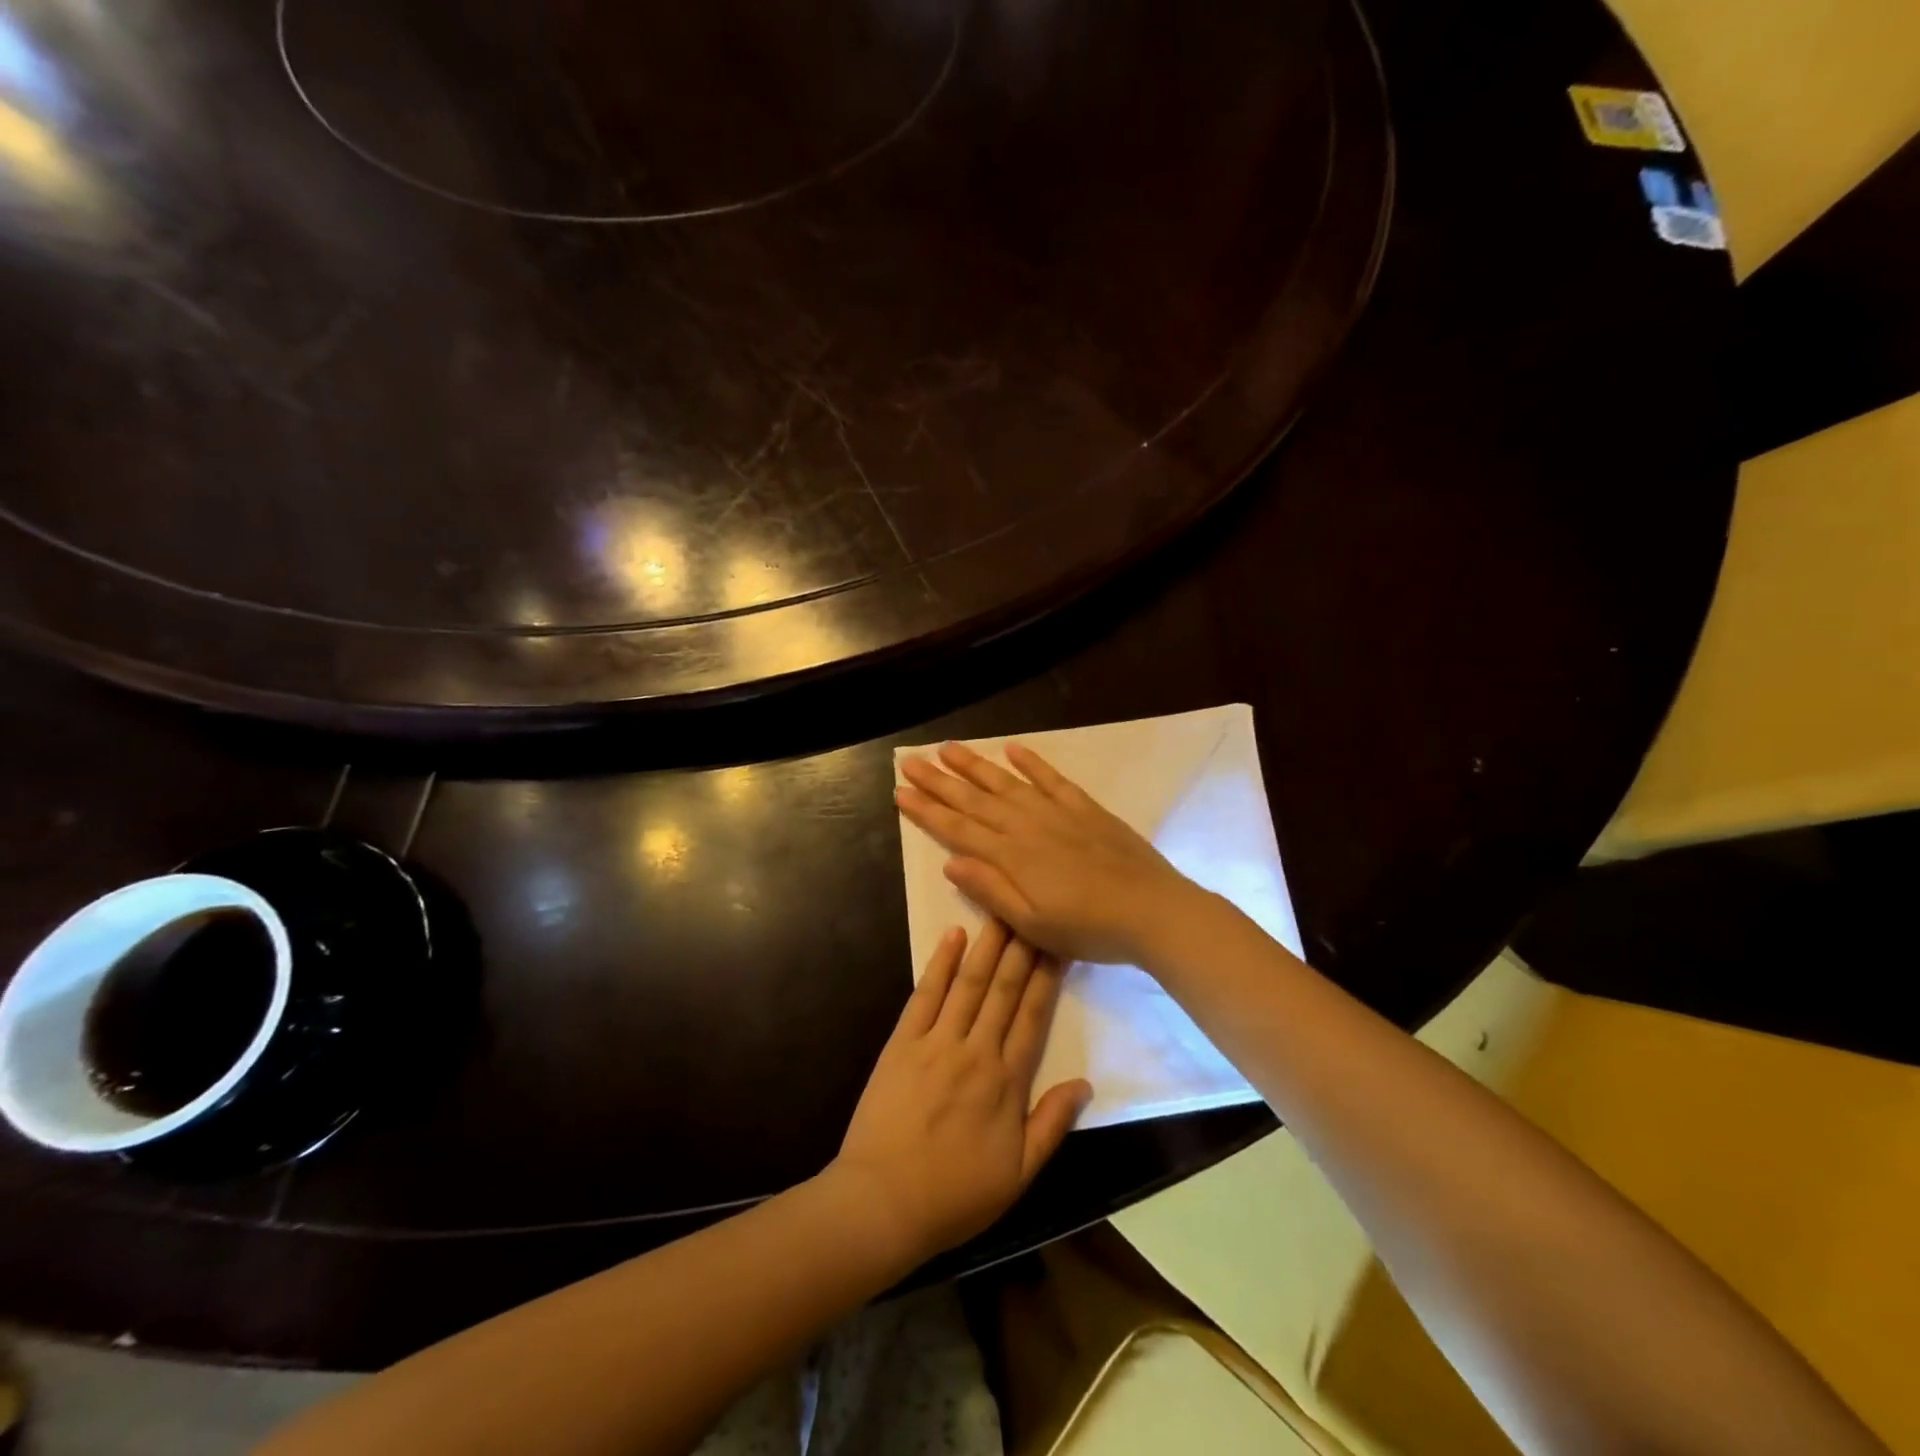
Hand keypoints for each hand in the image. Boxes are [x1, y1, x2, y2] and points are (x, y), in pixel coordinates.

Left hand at [830, 920, 1091, 1267]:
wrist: (883, 1203)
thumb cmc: (955, 1195)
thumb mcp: (1018, 1176)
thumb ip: (1052, 1125)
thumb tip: (1085, 1083)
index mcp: (1007, 1083)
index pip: (1033, 1017)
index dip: (1047, 977)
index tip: (1059, 942)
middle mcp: (976, 1052)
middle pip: (1003, 990)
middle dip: (1021, 947)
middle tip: (1034, 907)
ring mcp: (936, 1043)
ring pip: (968, 984)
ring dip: (987, 945)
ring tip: (1002, 910)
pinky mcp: (902, 1042)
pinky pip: (925, 995)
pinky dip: (939, 963)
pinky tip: (952, 935)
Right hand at [895, 742, 1202, 966]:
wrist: (1151, 911)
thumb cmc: (1088, 929)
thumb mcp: (1032, 924)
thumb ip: (991, 890)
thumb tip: (950, 862)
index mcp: (1010, 856)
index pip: (957, 828)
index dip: (926, 810)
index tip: (900, 792)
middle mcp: (1026, 826)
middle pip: (974, 799)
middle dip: (938, 781)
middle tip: (909, 762)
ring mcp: (1056, 812)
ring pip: (1005, 782)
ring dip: (974, 765)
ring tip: (947, 748)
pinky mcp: (1084, 807)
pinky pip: (1051, 778)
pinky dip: (1031, 762)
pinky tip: (1012, 748)